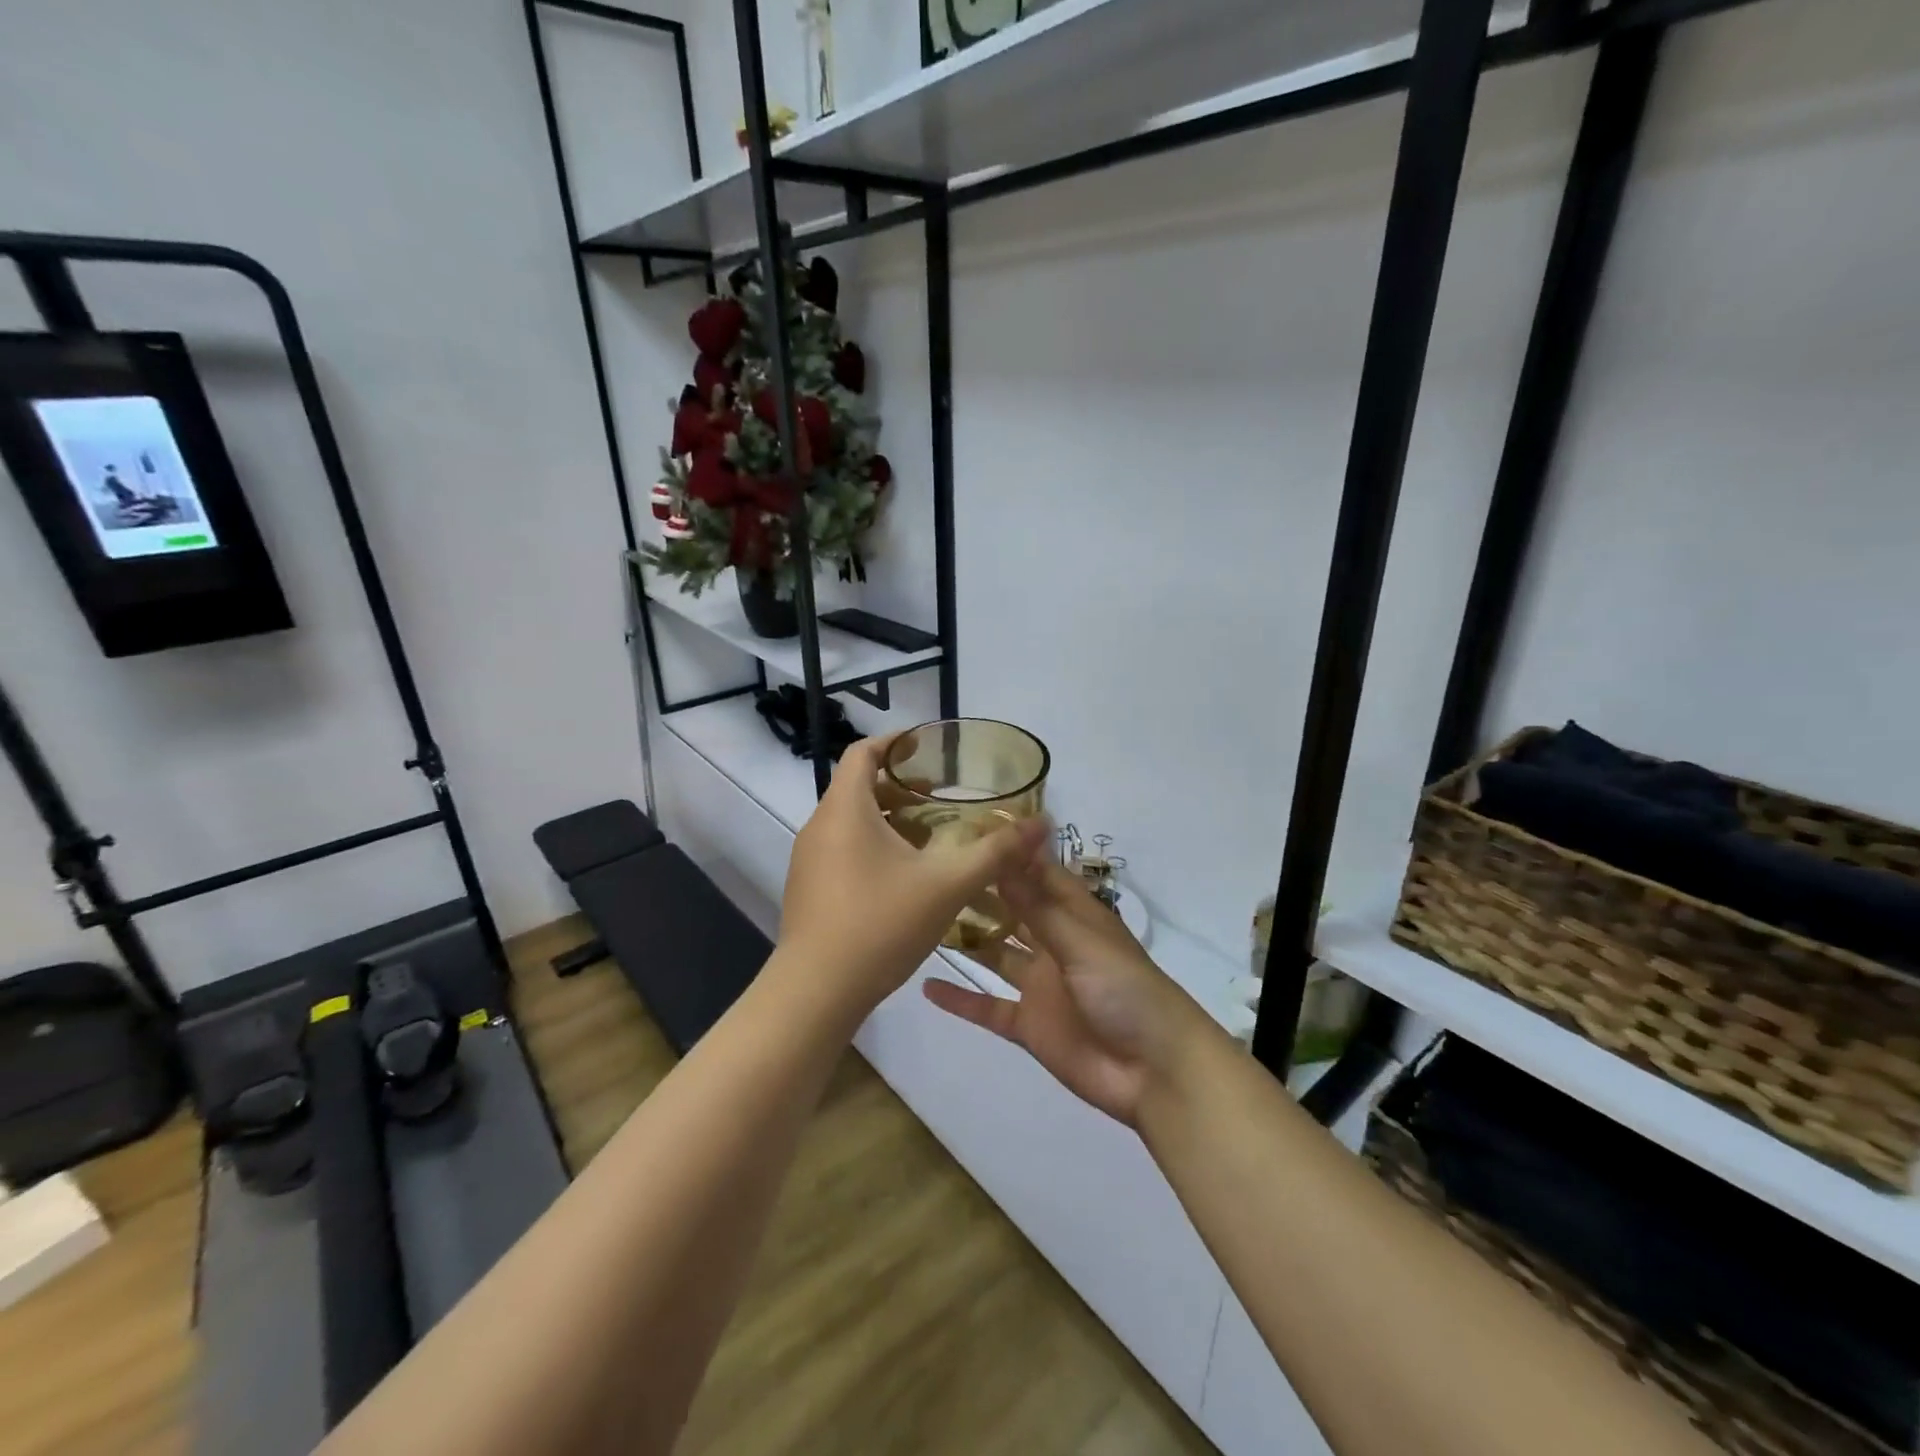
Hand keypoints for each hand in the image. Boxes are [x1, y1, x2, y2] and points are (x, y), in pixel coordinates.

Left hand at [778, 734, 1051, 1021]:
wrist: (816, 992)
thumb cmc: (879, 923)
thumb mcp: (947, 885)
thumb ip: (995, 852)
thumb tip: (1042, 824)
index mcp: (846, 809)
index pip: (862, 753)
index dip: (894, 742)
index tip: (926, 746)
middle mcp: (819, 826)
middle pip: (857, 788)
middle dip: (899, 787)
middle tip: (940, 798)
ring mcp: (808, 860)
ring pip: (849, 822)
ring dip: (887, 820)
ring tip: (929, 838)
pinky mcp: (807, 889)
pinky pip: (841, 851)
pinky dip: (871, 847)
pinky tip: (903, 879)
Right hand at [922, 858, 1219, 1127]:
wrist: (1154, 1072)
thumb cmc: (1125, 990)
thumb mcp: (1081, 941)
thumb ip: (1036, 906)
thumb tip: (1002, 858)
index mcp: (1075, 916)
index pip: (1039, 875)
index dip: (1009, 855)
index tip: (967, 833)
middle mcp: (1054, 944)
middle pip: (1012, 912)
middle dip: (980, 894)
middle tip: (932, 874)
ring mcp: (1040, 985)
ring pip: (996, 956)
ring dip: (967, 941)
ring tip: (921, 921)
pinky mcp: (1028, 1025)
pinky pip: (988, 1007)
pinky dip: (961, 999)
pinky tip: (925, 986)